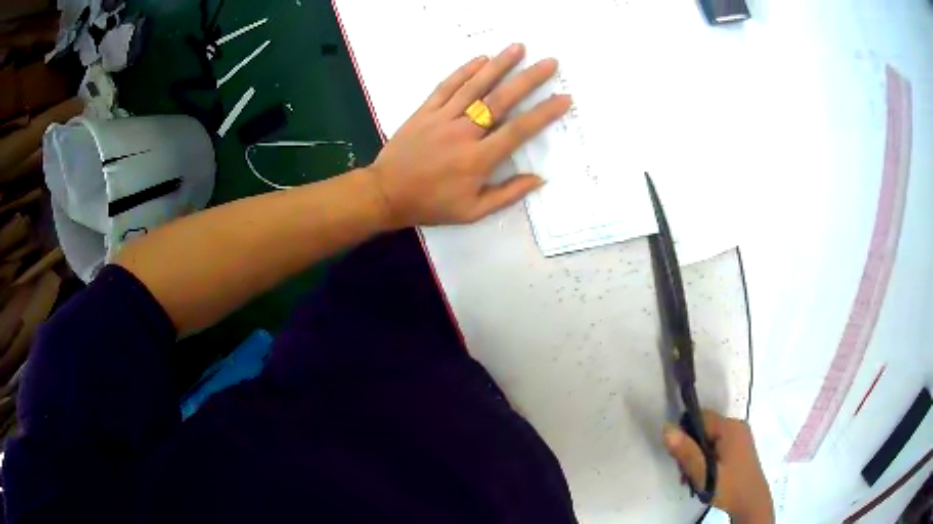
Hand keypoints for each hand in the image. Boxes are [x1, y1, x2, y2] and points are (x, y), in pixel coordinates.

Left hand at [366, 43, 571, 228]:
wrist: (386, 193)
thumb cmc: (431, 204)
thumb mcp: (473, 211)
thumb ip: (507, 194)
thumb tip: (539, 179)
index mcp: (478, 159)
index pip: (518, 131)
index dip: (544, 113)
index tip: (563, 98)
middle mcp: (463, 133)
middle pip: (501, 100)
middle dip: (528, 79)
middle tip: (549, 62)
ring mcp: (442, 118)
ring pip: (475, 86)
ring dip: (499, 65)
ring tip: (519, 47)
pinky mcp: (425, 111)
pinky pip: (447, 86)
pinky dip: (464, 71)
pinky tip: (481, 59)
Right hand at [663, 411, 774, 523]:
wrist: (751, 502)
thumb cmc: (728, 487)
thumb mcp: (703, 473)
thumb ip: (686, 451)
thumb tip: (666, 427)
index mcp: (730, 427)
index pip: (700, 417)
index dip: (685, 435)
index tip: (680, 459)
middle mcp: (737, 426)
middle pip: (704, 429)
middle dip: (691, 451)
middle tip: (685, 474)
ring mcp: (740, 436)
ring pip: (709, 440)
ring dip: (697, 458)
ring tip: (693, 480)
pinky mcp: (740, 447)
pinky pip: (717, 446)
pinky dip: (707, 459)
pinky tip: (704, 477)